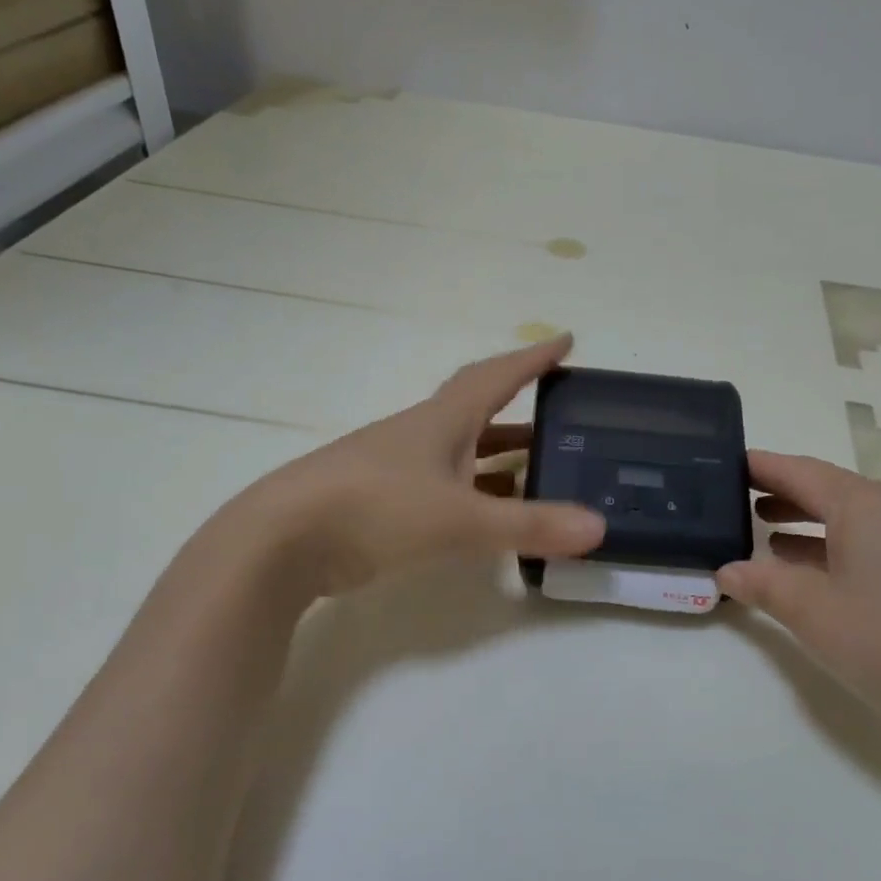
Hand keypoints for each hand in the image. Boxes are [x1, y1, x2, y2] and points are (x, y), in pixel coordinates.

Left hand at [232, 336, 605, 595]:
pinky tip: (492, 513)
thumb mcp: (460, 518)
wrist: (280, 541)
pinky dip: (475, 492)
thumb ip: (529, 524)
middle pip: (479, 410)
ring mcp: (398, 468)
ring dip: (500, 454)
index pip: (497, 375)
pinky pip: (445, 486)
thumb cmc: (375, 509)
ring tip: (543, 467)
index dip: (533, 357)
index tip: (566, 339)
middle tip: (562, 413)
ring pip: (461, 451)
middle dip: (521, 407)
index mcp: (441, 420)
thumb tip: (599, 529)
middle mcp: (422, 435)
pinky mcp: (383, 502)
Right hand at [719, 451, 880, 741]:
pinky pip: (874, 541)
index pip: (801, 471)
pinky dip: (837, 547)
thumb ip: (763, 584)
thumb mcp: (811, 611)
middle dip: (784, 495)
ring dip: (809, 524)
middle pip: (829, 490)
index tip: (728, 462)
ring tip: (767, 533)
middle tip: (738, 499)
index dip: (762, 467)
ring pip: (854, 518)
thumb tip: (726, 571)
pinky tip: (816, 570)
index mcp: (865, 504)